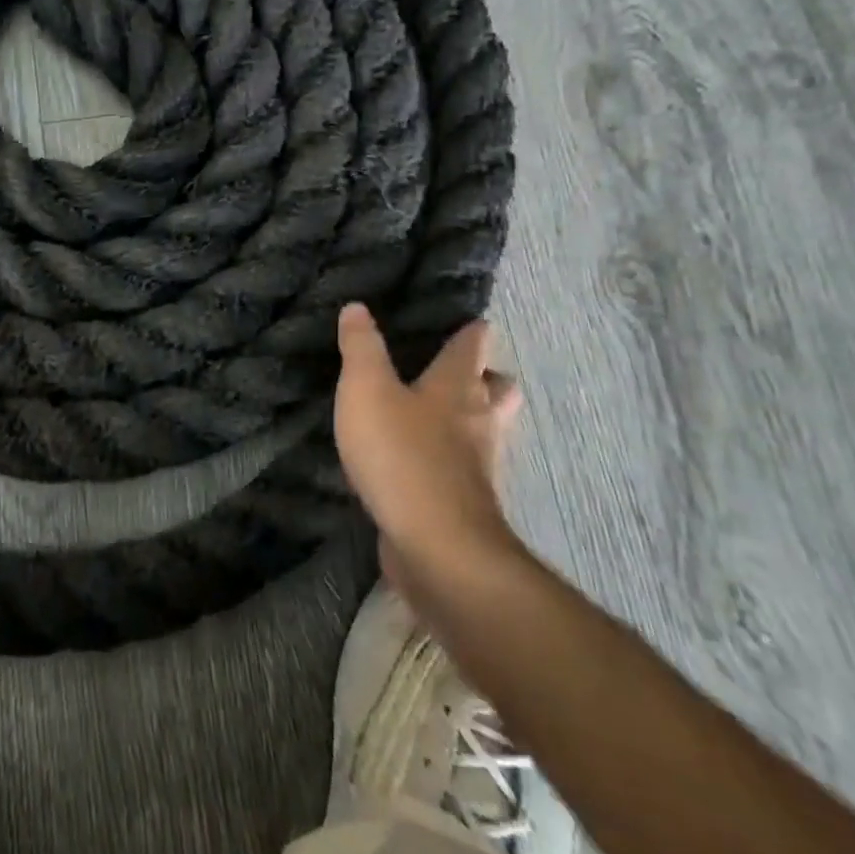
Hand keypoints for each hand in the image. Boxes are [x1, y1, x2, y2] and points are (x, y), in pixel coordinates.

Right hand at [334, 306, 524, 587]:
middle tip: (460, 372)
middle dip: (485, 377)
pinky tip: (421, 463)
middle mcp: (478, 420)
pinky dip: (450, 460)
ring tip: (438, 416)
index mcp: (457, 386)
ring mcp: (477, 465)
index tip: (471, 320)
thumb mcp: (366, 389)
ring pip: (486, 430)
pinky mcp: (464, 502)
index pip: (472, 345)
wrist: (437, 546)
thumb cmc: (401, 454)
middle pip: (497, 389)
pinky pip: (463, 469)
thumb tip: (357, 307)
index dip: (471, 330)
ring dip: (471, 420)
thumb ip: (362, 348)